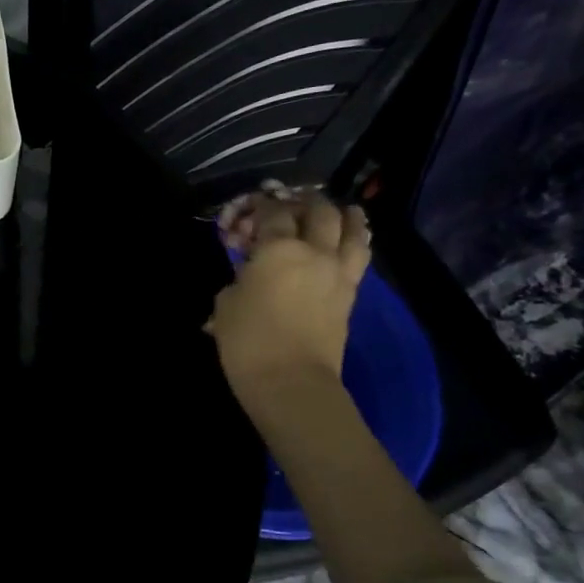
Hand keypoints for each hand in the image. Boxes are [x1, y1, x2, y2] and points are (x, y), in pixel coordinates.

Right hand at [206, 190, 369, 410]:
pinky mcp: (350, 295)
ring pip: (352, 230)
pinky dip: (357, 241)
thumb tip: (247, 276)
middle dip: (305, 201)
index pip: (272, 213)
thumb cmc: (248, 342)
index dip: (262, 204)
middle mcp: (314, 252)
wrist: (290, 381)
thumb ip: (237, 280)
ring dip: (345, 215)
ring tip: (342, 210)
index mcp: (277, 249)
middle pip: (318, 212)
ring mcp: (337, 273)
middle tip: (295, 201)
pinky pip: (359, 258)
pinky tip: (351, 240)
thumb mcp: (225, 305)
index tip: (255, 203)